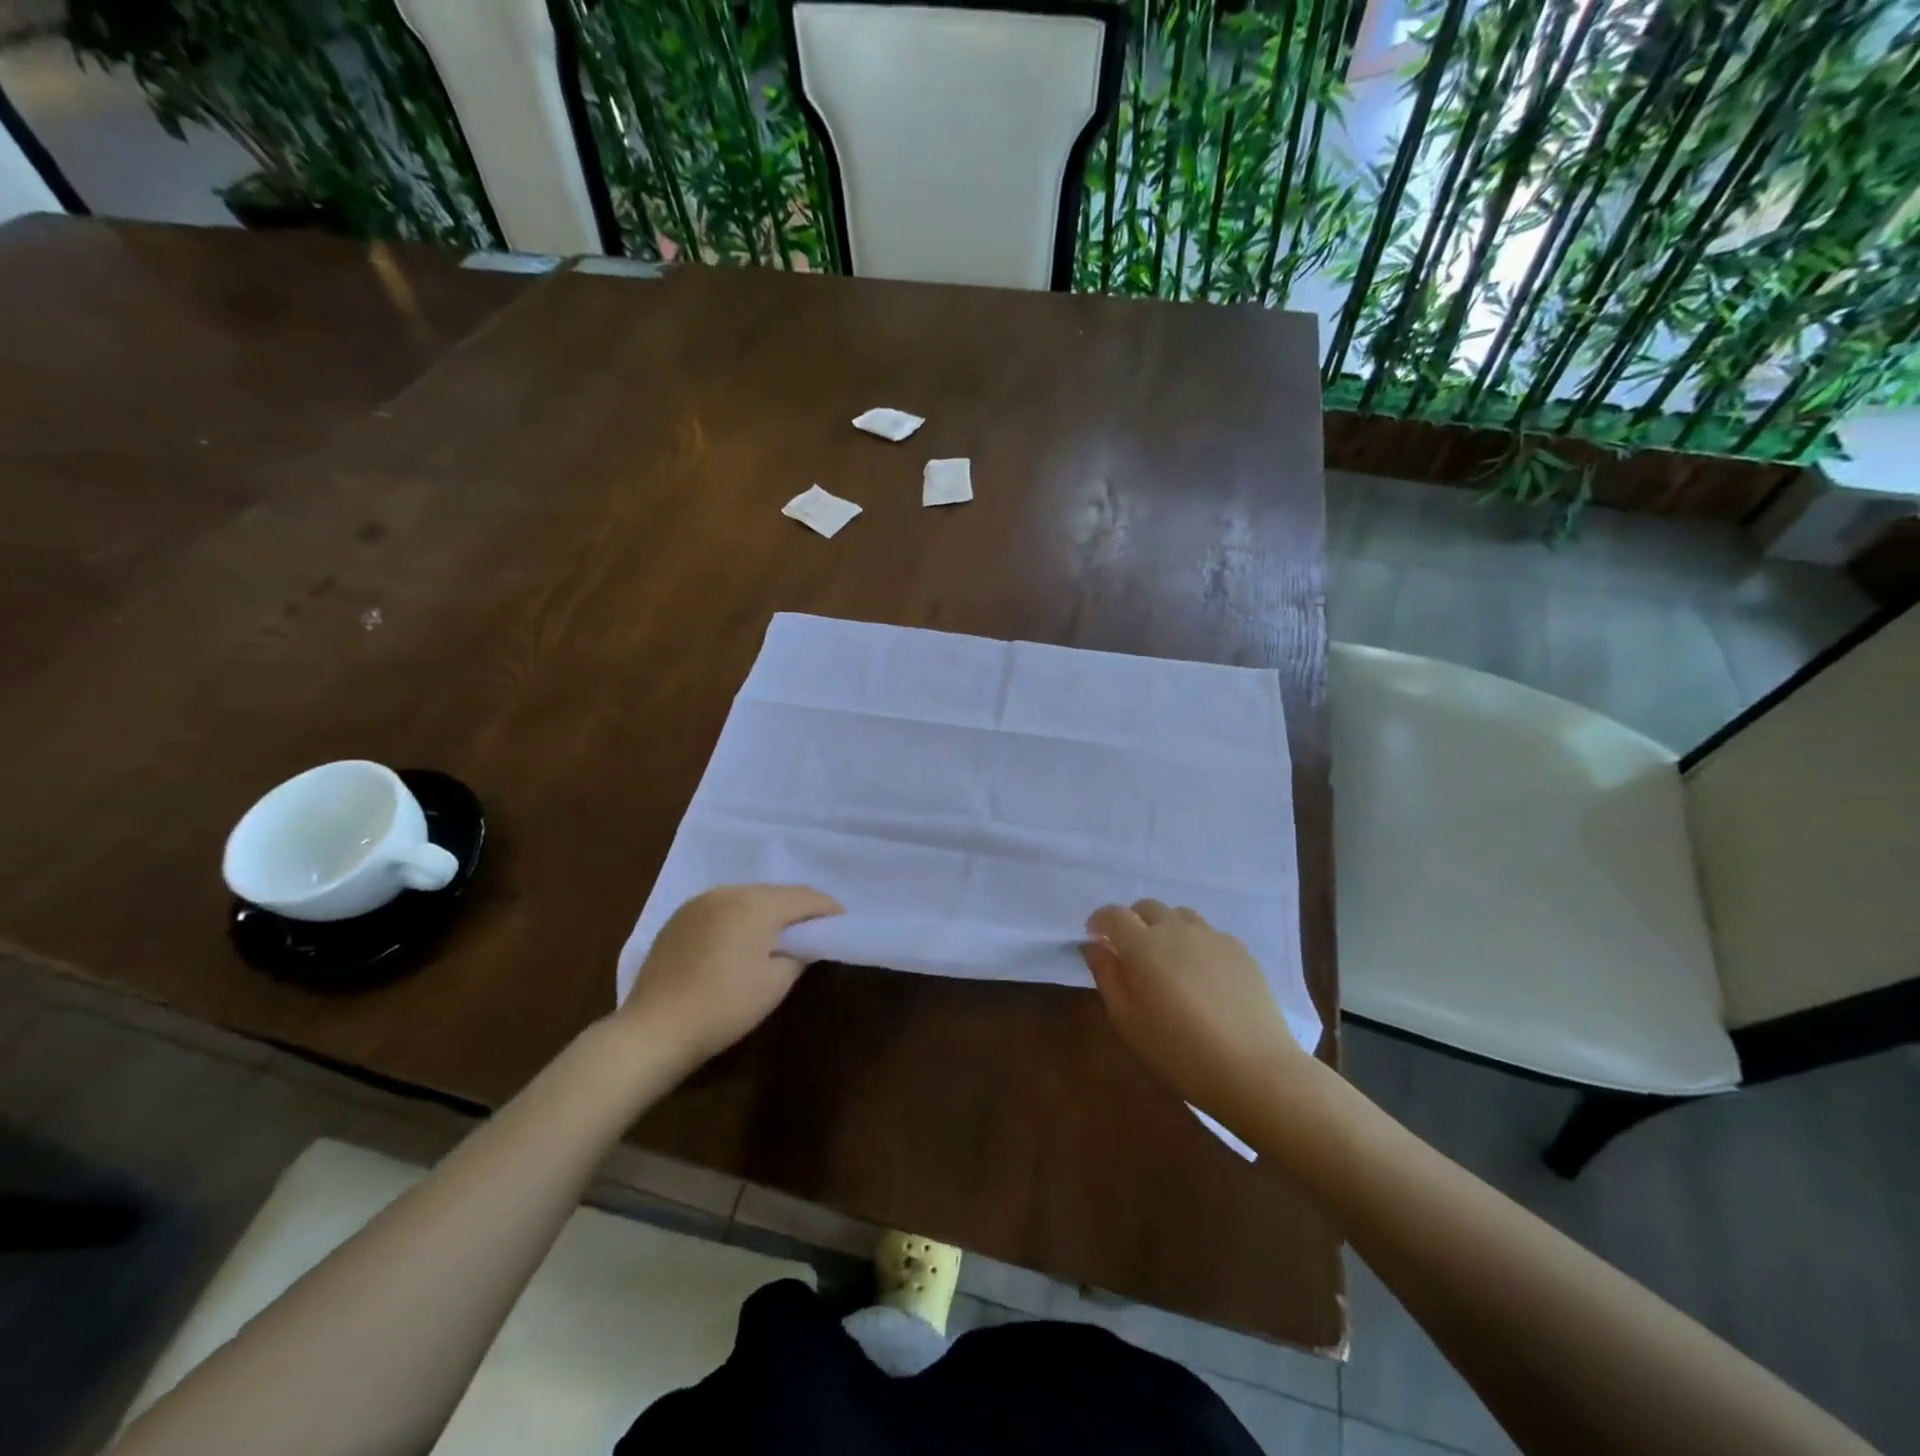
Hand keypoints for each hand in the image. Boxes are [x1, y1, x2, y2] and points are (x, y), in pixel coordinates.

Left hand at [620, 884, 841, 1069]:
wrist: (653, 1030)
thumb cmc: (724, 1007)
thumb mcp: (775, 984)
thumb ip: (799, 954)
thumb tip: (804, 943)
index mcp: (756, 904)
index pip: (805, 897)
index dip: (828, 909)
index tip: (843, 922)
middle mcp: (729, 892)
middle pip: (776, 893)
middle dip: (798, 908)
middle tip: (814, 930)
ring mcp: (700, 902)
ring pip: (748, 897)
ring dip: (768, 911)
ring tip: (779, 935)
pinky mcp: (680, 917)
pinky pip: (723, 907)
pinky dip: (740, 917)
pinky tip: (741, 940)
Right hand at [1081, 900, 1302, 1115]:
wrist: (1255, 1069)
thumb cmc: (1180, 1051)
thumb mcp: (1128, 1021)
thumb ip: (1107, 976)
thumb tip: (1094, 946)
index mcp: (1144, 945)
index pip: (1113, 914)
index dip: (1099, 922)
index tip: (1095, 939)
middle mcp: (1177, 929)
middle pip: (1147, 907)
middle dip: (1132, 923)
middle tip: (1131, 954)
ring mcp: (1212, 936)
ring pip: (1179, 916)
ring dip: (1165, 929)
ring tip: (1168, 962)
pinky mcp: (1239, 949)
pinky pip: (1207, 933)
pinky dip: (1194, 943)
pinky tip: (1201, 976)